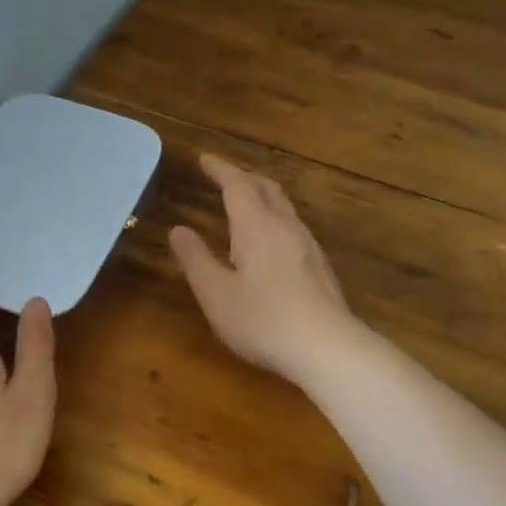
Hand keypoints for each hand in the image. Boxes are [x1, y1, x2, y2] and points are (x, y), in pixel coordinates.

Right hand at [170, 153, 359, 387]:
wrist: (326, 347)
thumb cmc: (263, 320)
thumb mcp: (216, 293)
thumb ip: (196, 259)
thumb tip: (178, 230)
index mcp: (256, 226)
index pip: (237, 184)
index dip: (220, 169)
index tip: (204, 159)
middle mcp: (285, 227)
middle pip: (266, 188)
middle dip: (243, 176)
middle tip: (223, 175)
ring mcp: (307, 245)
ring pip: (284, 206)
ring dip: (262, 196)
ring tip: (245, 202)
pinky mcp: (319, 266)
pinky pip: (293, 226)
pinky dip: (274, 217)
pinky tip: (270, 239)